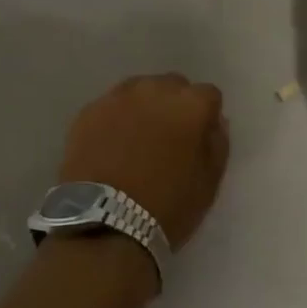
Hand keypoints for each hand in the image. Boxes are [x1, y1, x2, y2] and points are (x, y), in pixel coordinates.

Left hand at [57, 74, 229, 249]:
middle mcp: (154, 89)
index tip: (199, 138)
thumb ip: (216, 144)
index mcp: (189, 105)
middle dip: (175, 105)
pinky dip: (116, 118)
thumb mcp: (208, 183)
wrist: (104, 222)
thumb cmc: (167, 207)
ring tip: (137, 138)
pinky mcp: (89, 110)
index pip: (208, 95)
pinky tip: (111, 144)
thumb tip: (214, 122)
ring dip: (144, 106)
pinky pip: (111, 105)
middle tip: (168, 138)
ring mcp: (117, 97)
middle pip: (172, 86)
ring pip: (139, 90)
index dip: (206, 116)